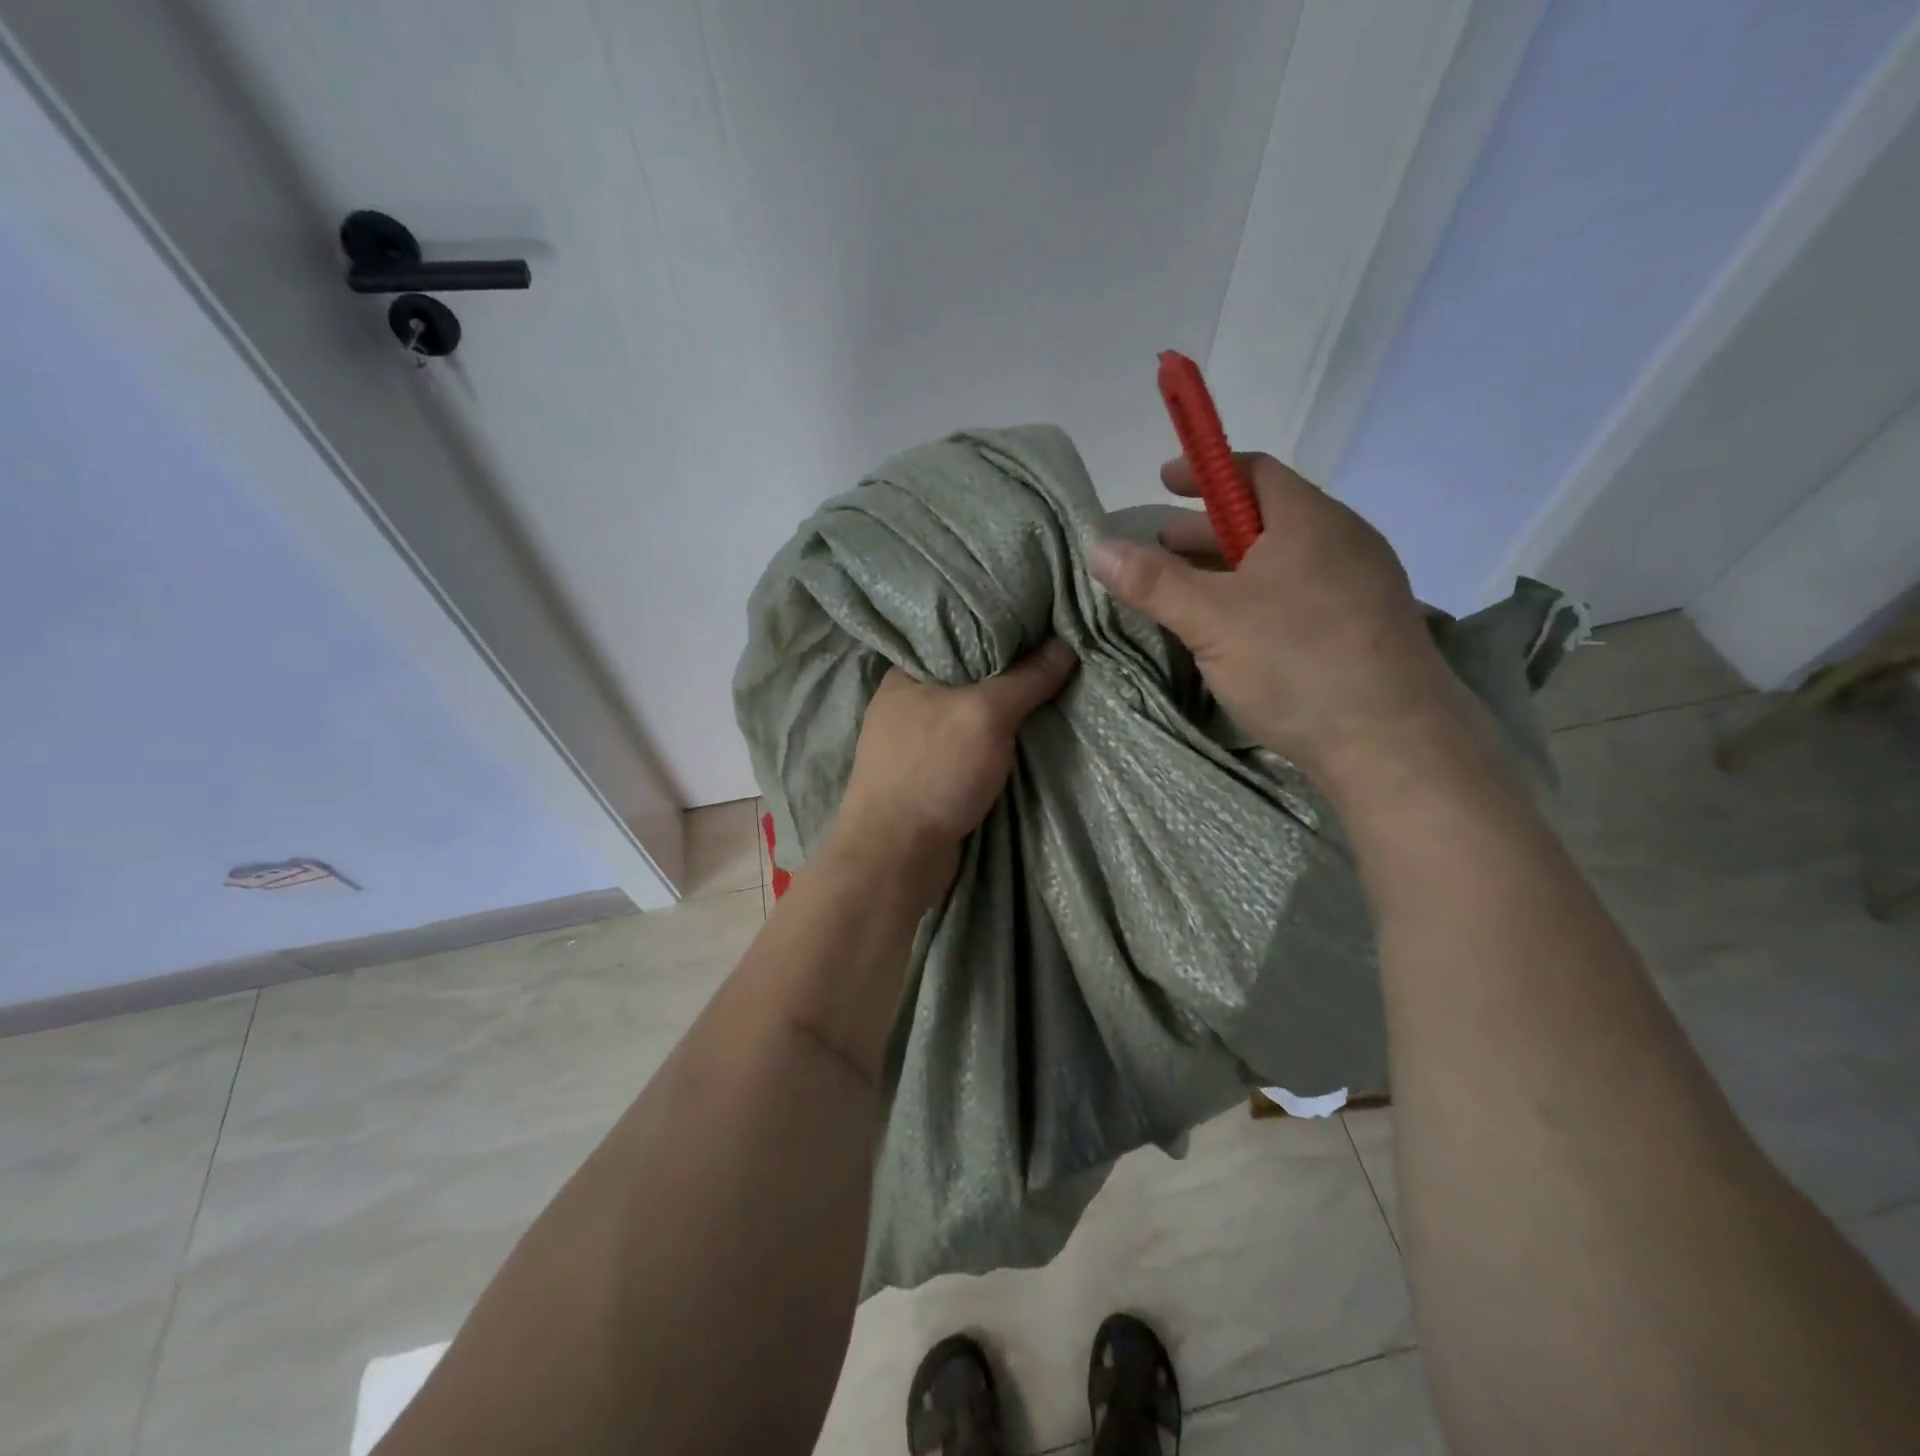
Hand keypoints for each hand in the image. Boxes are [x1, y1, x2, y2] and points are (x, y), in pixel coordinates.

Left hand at [824, 640, 1078, 899]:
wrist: (896, 855)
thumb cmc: (934, 771)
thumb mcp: (986, 715)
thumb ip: (1025, 678)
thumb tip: (1066, 643)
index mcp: (907, 673)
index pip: (959, 634)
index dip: (1002, 627)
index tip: (1044, 624)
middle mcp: (907, 702)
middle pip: (969, 675)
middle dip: (1011, 672)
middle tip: (1059, 656)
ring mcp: (915, 742)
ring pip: (971, 713)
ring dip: (1006, 710)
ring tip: (1054, 690)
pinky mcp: (928, 774)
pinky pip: (970, 745)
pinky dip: (996, 741)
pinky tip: (1028, 734)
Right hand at [1090, 453, 1451, 785]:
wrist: (1392, 744)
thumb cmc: (1296, 663)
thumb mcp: (1210, 620)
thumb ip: (1153, 582)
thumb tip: (1098, 546)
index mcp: (1309, 521)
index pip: (1253, 472)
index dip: (1204, 472)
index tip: (1164, 482)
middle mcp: (1342, 542)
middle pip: (1265, 519)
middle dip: (1207, 531)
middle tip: (1161, 548)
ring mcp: (1361, 587)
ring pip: (1284, 562)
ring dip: (1232, 569)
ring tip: (1189, 593)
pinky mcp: (1365, 629)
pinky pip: (1301, 594)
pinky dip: (1259, 597)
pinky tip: (1237, 631)